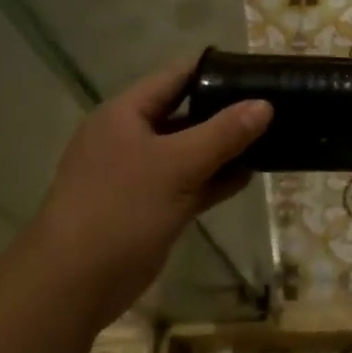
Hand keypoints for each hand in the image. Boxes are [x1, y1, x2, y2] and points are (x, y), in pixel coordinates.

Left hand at [30, 59, 271, 318]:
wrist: (76, 282)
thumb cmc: (122, 208)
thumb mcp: (177, 164)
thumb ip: (224, 133)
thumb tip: (264, 104)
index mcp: (126, 114)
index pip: (175, 77)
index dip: (215, 71)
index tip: (257, 70)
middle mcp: (132, 138)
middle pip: (186, 113)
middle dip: (227, 111)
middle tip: (275, 105)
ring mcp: (141, 174)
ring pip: (192, 151)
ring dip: (226, 148)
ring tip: (272, 138)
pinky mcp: (153, 206)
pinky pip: (191, 182)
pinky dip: (217, 179)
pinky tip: (250, 175)